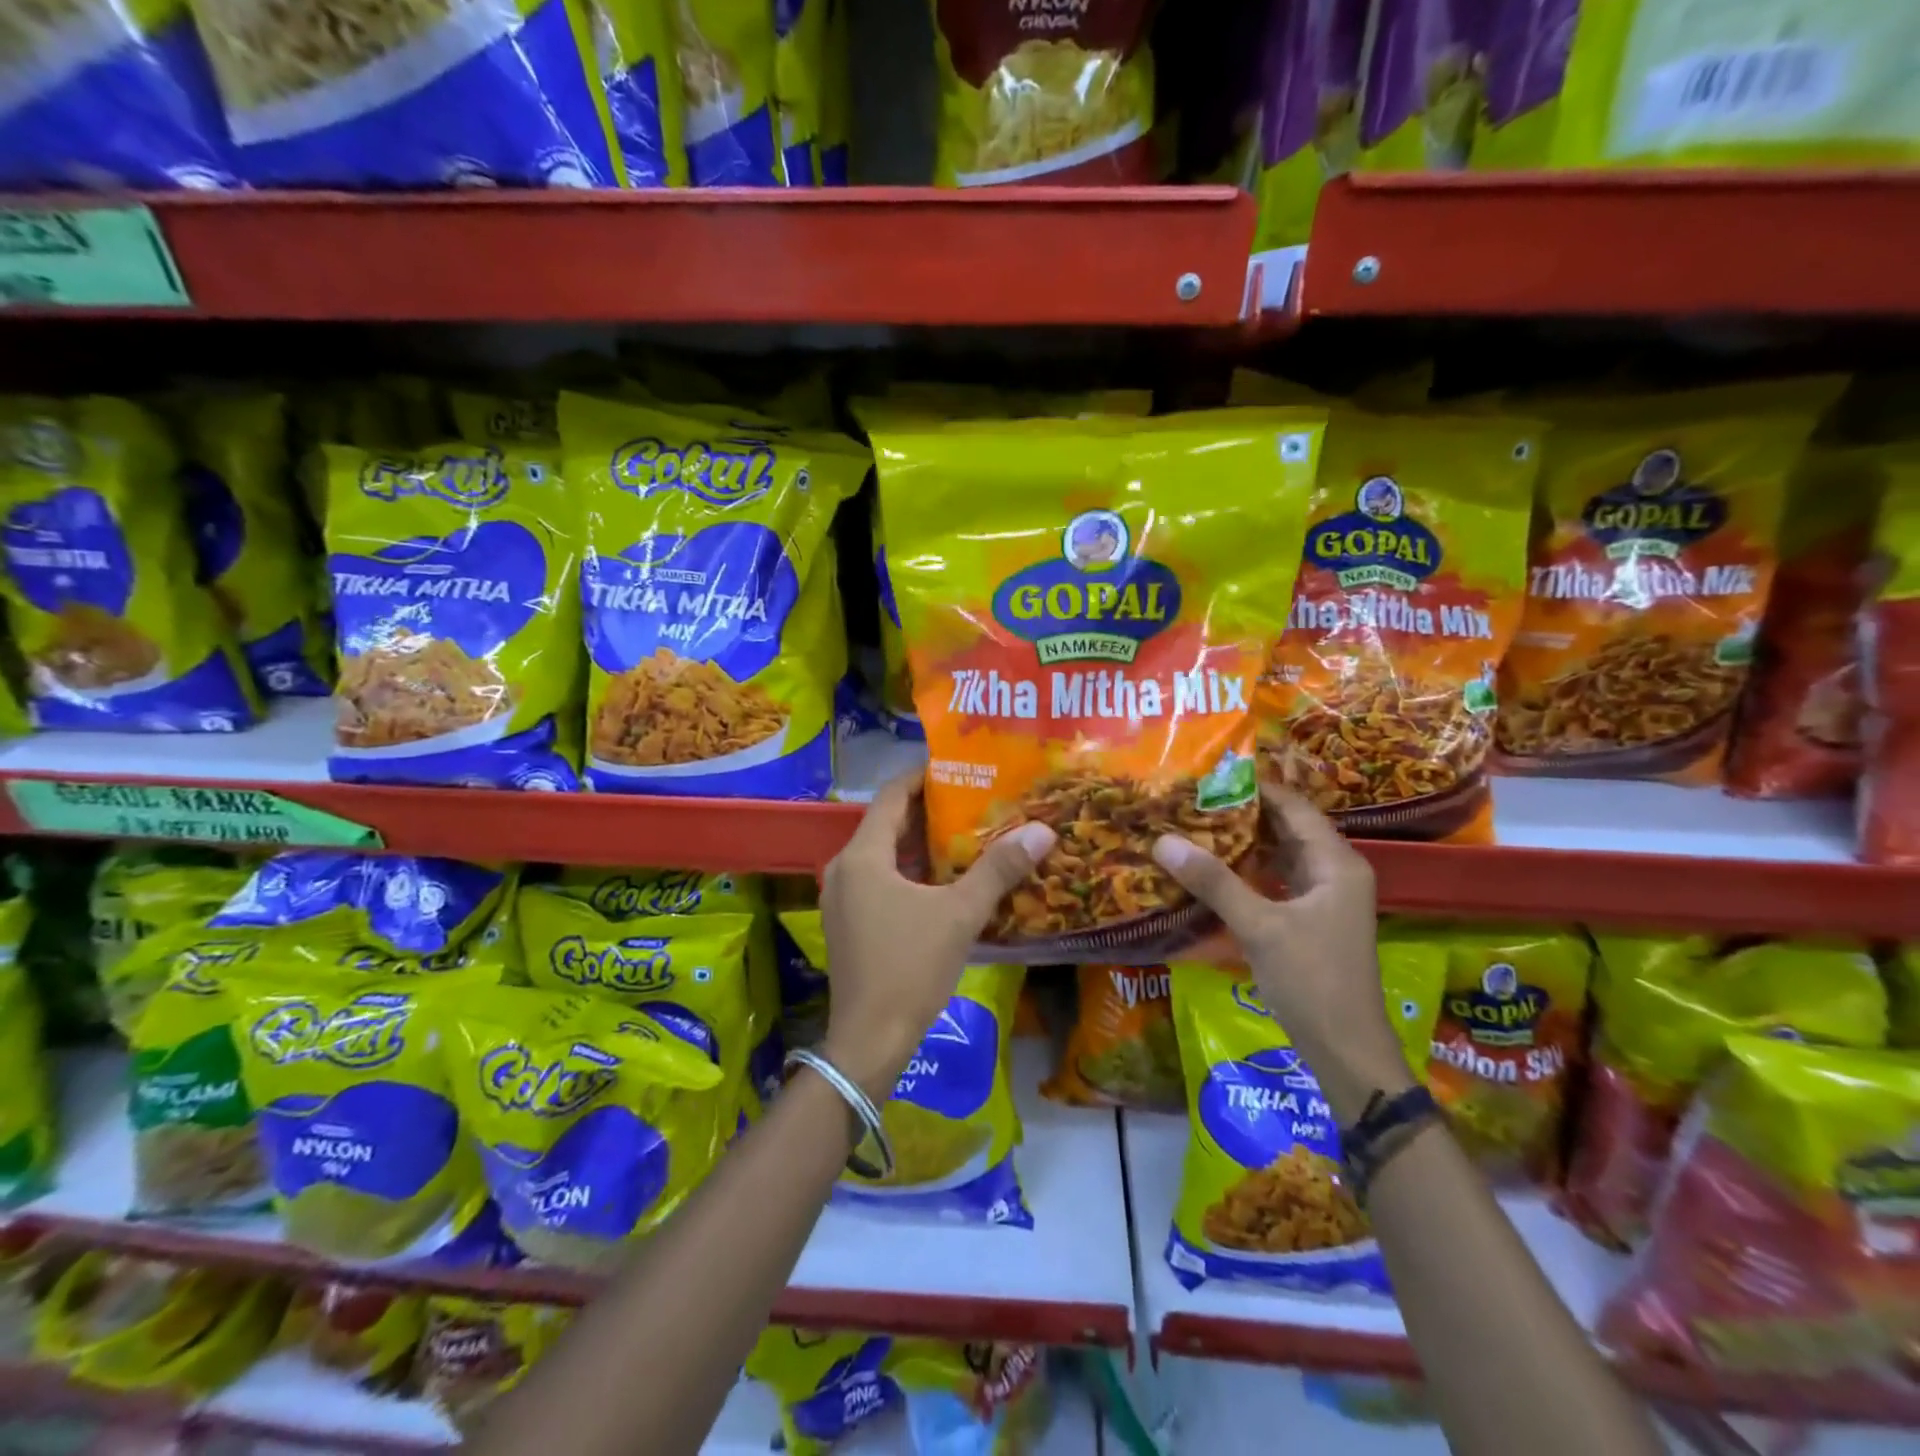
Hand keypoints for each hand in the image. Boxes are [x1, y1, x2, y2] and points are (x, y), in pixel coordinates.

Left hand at [819, 772, 1055, 1102]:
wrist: (870, 1041)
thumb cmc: (910, 968)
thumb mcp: (960, 914)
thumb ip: (998, 869)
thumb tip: (1042, 830)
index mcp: (863, 855)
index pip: (891, 795)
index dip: (922, 776)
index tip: (958, 767)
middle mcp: (845, 868)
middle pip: (887, 824)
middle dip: (929, 811)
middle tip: (973, 800)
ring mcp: (842, 898)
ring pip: (884, 855)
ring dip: (921, 845)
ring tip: (966, 835)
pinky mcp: (849, 923)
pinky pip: (880, 881)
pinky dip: (910, 873)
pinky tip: (946, 881)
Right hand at [1150, 785, 1410, 1120]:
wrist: (1346, 1051)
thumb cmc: (1312, 981)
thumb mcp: (1259, 927)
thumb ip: (1214, 882)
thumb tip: (1163, 841)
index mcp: (1336, 863)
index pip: (1293, 807)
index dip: (1255, 786)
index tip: (1209, 773)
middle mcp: (1335, 872)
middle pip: (1286, 827)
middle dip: (1242, 812)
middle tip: (1192, 797)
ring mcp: (1323, 898)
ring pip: (1279, 855)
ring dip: (1242, 841)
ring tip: (1194, 823)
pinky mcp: (1309, 920)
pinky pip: (1274, 881)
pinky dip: (1247, 870)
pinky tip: (1212, 868)